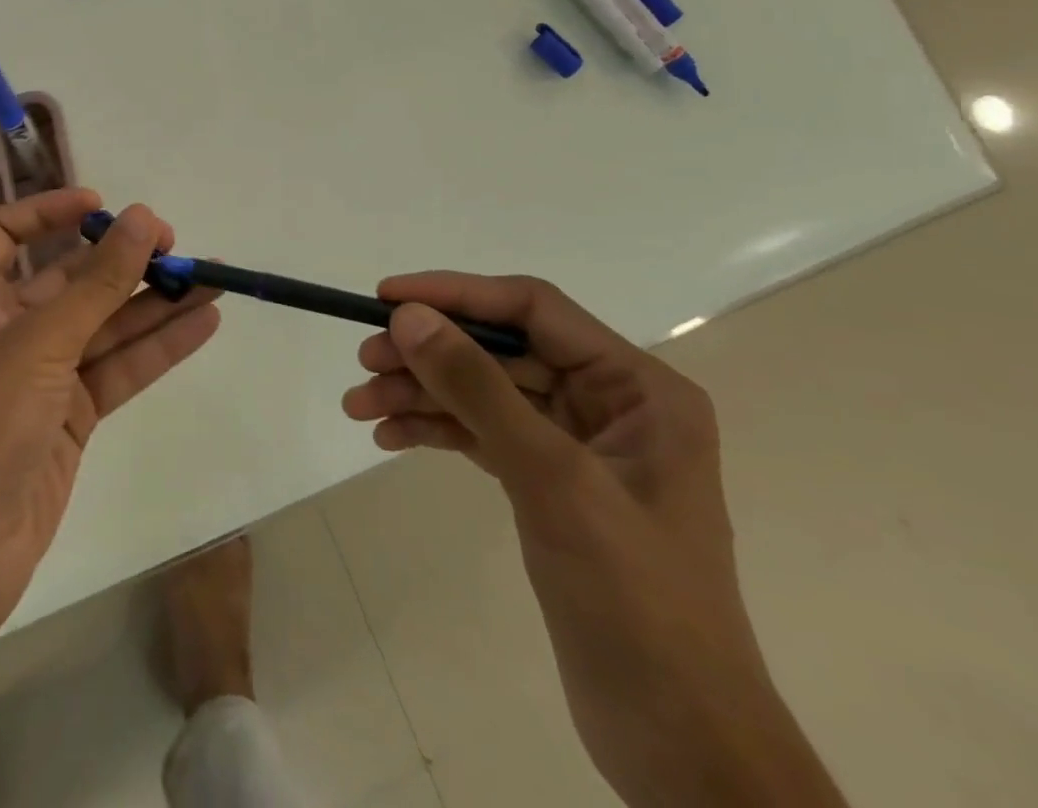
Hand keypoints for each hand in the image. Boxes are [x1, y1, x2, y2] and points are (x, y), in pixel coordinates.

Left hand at [0, 189, 219, 642]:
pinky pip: (119, 369)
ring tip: (212, 276)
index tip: (101, 206)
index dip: (48, 211)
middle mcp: (7, 330)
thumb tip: (143, 219)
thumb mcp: (40, 342)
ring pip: (105, 325)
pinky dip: (158, 347)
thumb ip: (99, 284)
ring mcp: (41, 376)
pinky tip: (203, 323)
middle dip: (122, 260)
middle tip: (178, 245)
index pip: (5, 234)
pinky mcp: (71, 418)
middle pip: (70, 280)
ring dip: (154, 302)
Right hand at [343, 275, 843, 807]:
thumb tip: (409, 316)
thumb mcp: (552, 479)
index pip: (533, 308)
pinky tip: (389, 436)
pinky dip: (436, 429)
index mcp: (637, 388)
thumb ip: (478, 388)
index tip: (386, 298)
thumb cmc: (633, 599)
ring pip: (484, 391)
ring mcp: (578, 445)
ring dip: (421, 392)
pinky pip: (482, 433)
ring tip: (359, 405)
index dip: (456, 294)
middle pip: (501, 350)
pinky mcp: (549, 484)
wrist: (678, 743)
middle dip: (430, 353)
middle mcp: (610, 404)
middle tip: (364, 360)